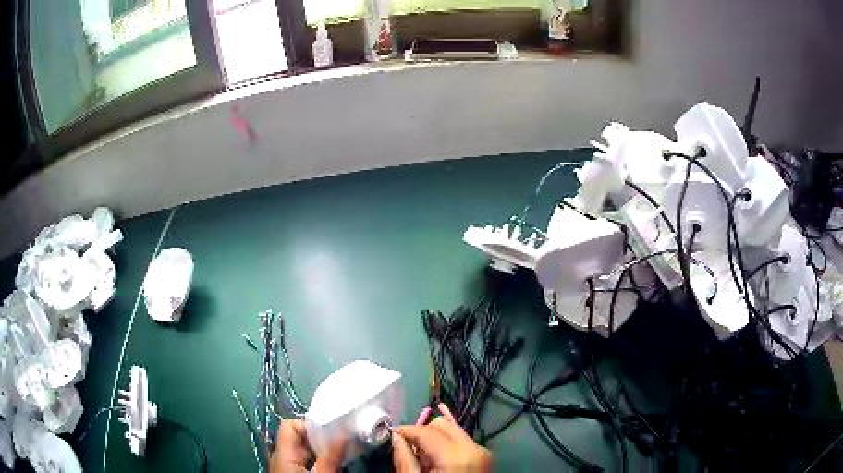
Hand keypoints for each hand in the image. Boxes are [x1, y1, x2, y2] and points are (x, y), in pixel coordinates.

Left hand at [270, 420, 347, 472]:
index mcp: (282, 451)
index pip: (290, 424)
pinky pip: (302, 461)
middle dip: (320, 439)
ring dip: (320, 451)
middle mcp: (280, 455)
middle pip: (298, 437)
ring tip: (339, 455)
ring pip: (302, 451)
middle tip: (341, 444)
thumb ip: (331, 455)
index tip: (331, 431)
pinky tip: (330, 466)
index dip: (310, 425)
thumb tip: (345, 429)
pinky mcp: (289, 472)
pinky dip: (316, 460)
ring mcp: (284, 465)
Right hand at [396, 417, 492, 471]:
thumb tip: (397, 437)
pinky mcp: (485, 457)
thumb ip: (404, 458)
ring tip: (425, 459)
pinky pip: (461, 441)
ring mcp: (483, 452)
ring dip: (435, 439)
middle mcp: (474, 448)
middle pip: (442, 425)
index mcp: (456, 456)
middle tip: (410, 450)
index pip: (426, 431)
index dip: (406, 430)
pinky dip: (446, 446)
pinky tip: (439, 462)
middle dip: (422, 433)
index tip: (394, 435)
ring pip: (453, 430)